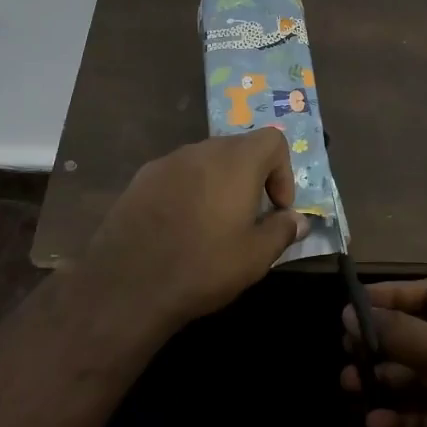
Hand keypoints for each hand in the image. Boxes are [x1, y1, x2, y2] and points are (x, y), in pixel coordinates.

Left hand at [79, 130, 308, 330]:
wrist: (126, 285)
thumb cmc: (203, 266)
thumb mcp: (255, 256)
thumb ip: (283, 231)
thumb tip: (299, 220)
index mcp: (236, 161)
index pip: (272, 141)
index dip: (283, 172)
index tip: (277, 208)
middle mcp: (201, 150)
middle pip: (239, 148)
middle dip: (252, 178)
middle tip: (250, 218)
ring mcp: (167, 162)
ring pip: (206, 161)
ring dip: (219, 184)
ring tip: (214, 224)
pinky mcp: (141, 179)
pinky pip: (178, 175)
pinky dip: (189, 191)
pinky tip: (180, 227)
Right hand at [342, 279, 426, 426]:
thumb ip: (401, 333)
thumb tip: (351, 313)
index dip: (394, 295)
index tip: (354, 303)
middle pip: (421, 335)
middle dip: (383, 341)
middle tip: (346, 346)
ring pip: (417, 378)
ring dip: (385, 379)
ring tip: (348, 382)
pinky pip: (422, 419)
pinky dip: (399, 420)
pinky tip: (375, 423)